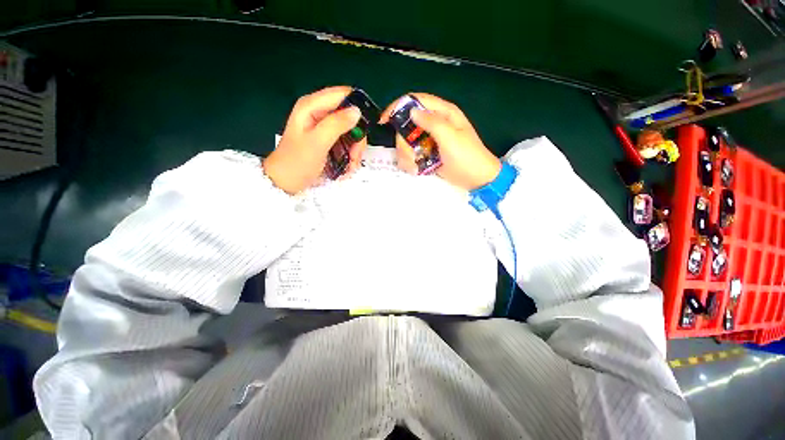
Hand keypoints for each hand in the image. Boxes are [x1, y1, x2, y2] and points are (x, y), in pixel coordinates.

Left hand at [264, 86, 364, 193]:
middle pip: (350, 115)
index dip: (359, 106)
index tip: (371, 125)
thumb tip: (357, 111)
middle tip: (355, 154)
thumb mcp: (317, 142)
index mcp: (312, 106)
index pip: (343, 94)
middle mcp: (320, 113)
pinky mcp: (329, 140)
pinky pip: (347, 142)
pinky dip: (350, 154)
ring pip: (351, 131)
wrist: (286, 181)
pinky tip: (348, 166)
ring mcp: (325, 127)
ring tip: (351, 164)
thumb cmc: (298, 161)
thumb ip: (336, 124)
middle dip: (357, 136)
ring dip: (355, 149)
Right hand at [380, 93, 500, 190]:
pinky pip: (411, 154)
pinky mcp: (427, 153)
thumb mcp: (450, 138)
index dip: (398, 107)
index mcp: (443, 113)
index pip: (416, 101)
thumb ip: (432, 123)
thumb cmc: (467, 157)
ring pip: (406, 141)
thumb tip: (411, 111)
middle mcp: (434, 124)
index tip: (384, 121)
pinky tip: (416, 169)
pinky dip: (409, 162)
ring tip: (414, 166)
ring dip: (405, 155)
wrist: (477, 180)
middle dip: (403, 142)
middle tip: (409, 157)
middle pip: (407, 125)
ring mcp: (429, 140)